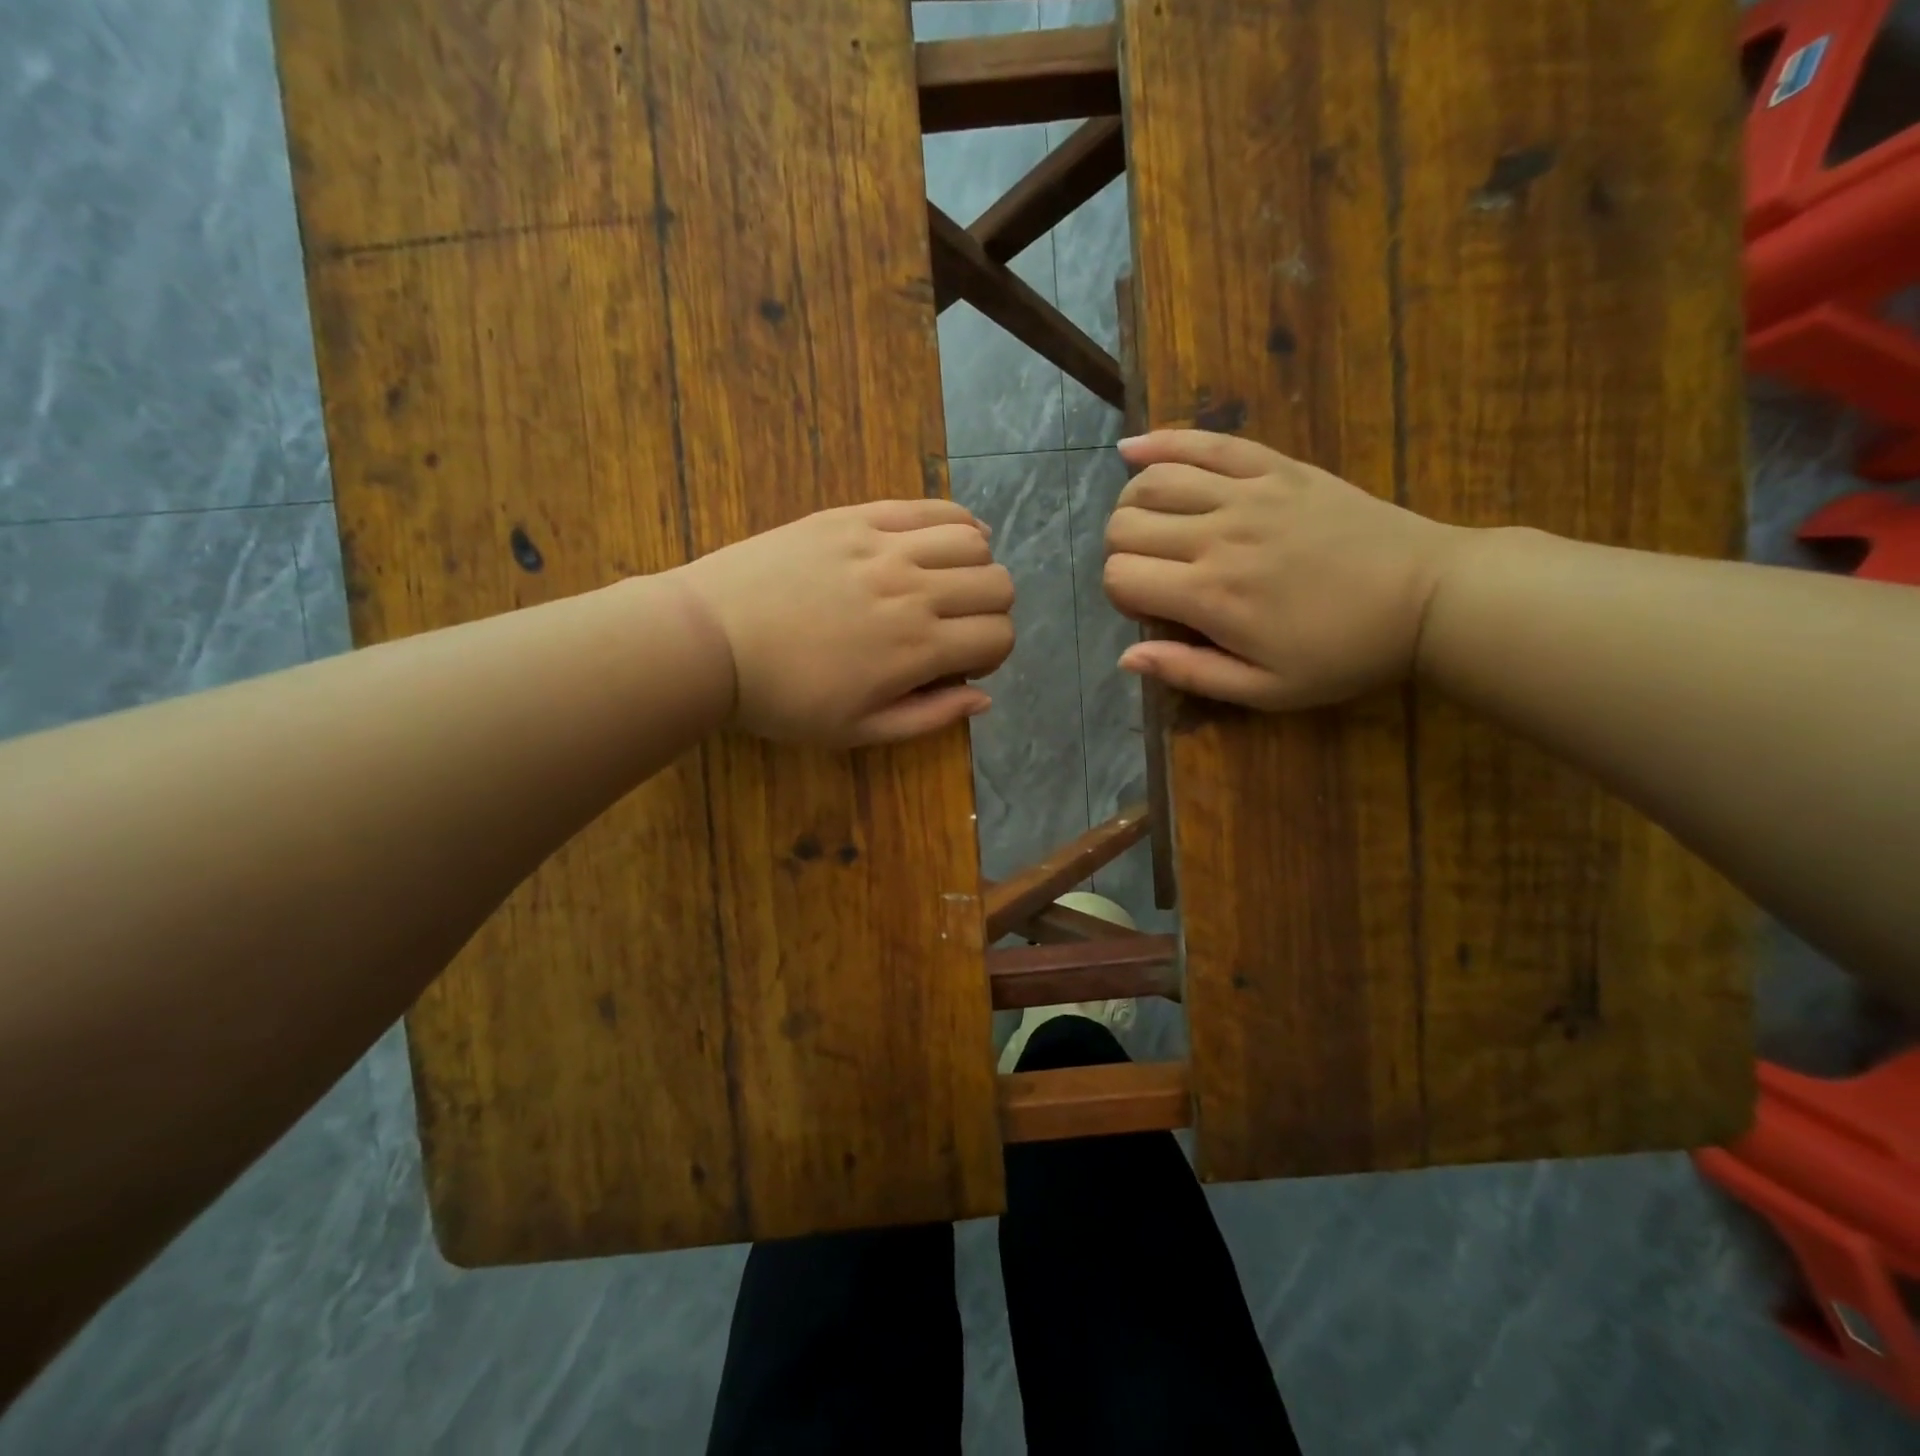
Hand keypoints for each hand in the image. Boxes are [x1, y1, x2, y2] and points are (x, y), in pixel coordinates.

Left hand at [670, 499, 1014, 745]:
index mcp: (916, 648)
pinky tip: (946, 538)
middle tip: (959, 626)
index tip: (964, 664)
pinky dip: (954, 521)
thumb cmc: (782, 697)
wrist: (710, 640)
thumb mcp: (858, 730)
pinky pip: (927, 507)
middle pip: (998, 584)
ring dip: (976, 566)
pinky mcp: (856, 517)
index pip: (999, 635)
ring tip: (950, 582)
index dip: (994, 654)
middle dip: (992, 611)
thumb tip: (984, 699)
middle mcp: (913, 590)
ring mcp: (884, 546)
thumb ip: (929, 717)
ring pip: (973, 539)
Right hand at [1103, 431, 1468, 709]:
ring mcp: (1247, 494)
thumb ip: (1190, 672)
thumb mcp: (1266, 689)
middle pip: (1125, 525)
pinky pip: (1206, 443)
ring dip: (1133, 505)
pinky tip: (1132, 451)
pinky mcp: (1276, 468)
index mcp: (1212, 596)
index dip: (1120, 595)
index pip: (1120, 577)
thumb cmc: (1343, 652)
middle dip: (1121, 552)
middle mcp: (1218, 536)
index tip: (1149, 609)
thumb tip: (1125, 658)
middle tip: (1151, 572)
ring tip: (1149, 526)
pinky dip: (1160, 442)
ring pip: (1153, 481)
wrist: (1428, 595)